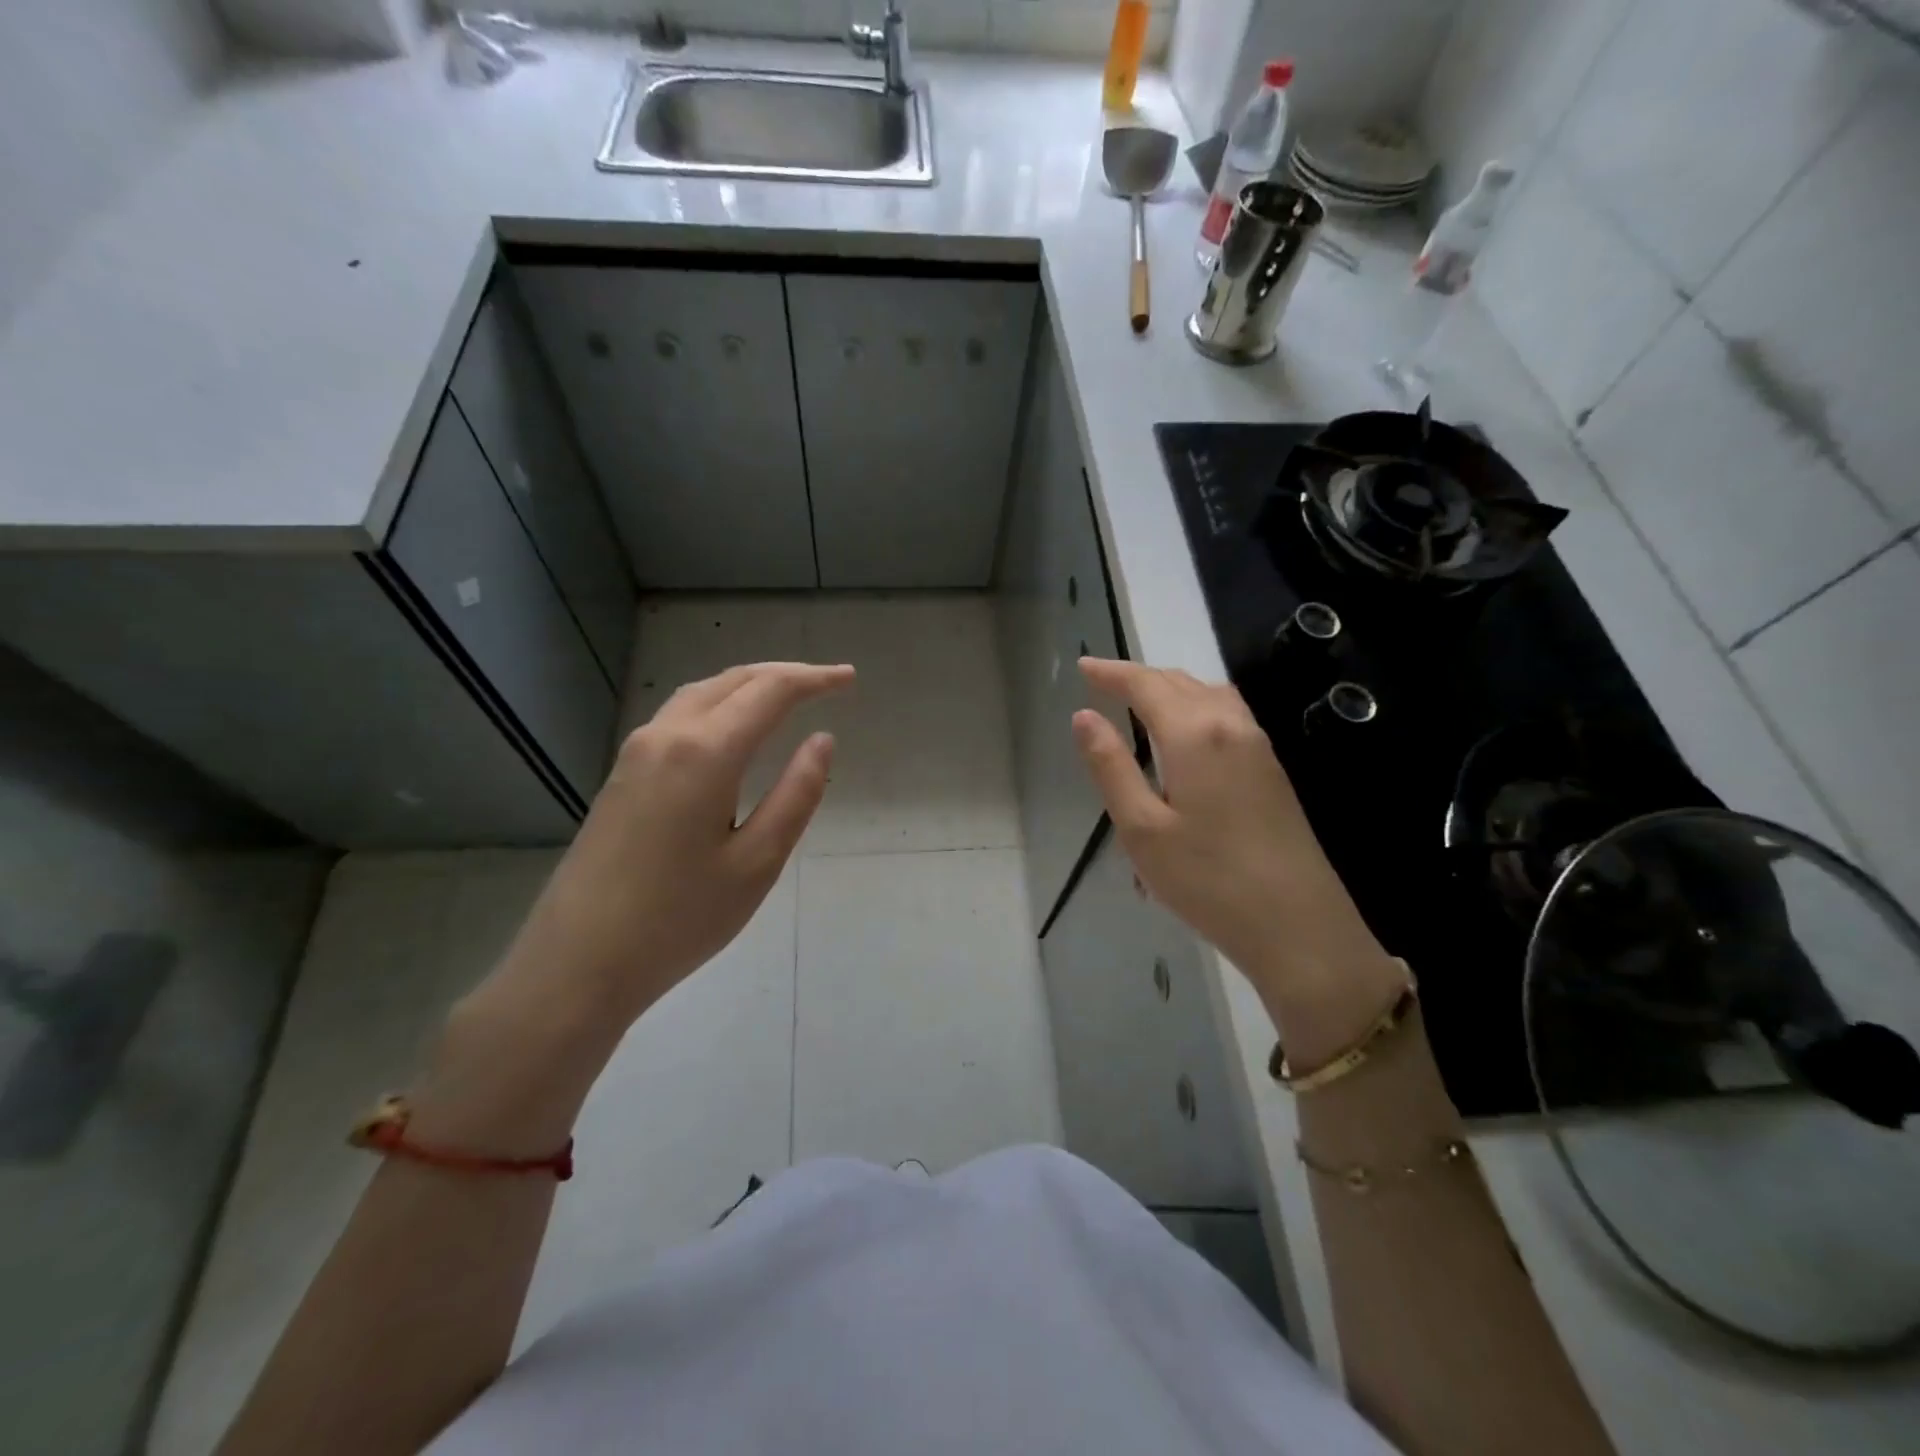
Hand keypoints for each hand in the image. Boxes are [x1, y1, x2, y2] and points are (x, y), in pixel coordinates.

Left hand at [505, 662, 854, 1022]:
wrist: (578, 962)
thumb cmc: (680, 919)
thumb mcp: (757, 862)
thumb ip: (796, 794)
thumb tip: (822, 740)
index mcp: (705, 753)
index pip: (769, 691)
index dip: (814, 679)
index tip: (849, 678)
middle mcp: (666, 736)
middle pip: (732, 681)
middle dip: (784, 674)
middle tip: (828, 682)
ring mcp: (637, 752)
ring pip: (701, 693)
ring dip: (748, 684)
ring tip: (786, 695)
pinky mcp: (622, 774)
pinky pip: (679, 715)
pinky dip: (719, 703)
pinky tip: (732, 727)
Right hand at [1072, 658, 1401, 1061]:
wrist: (1299, 927)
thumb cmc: (1208, 881)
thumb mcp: (1141, 829)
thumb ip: (1111, 766)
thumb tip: (1084, 716)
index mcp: (1194, 734)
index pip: (1146, 685)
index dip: (1111, 673)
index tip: (1083, 666)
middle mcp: (1230, 726)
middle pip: (1180, 681)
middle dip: (1139, 675)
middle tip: (1103, 681)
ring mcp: (1258, 746)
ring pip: (1209, 694)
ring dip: (1171, 686)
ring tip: (1140, 698)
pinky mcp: (1272, 769)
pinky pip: (1228, 714)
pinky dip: (1196, 704)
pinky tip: (1187, 730)